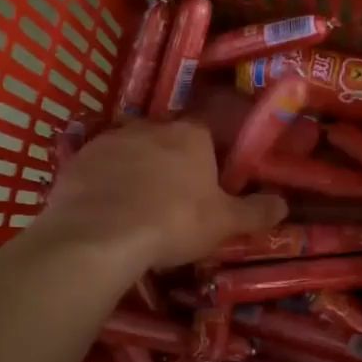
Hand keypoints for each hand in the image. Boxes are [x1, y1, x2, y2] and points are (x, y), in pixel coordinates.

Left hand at [38, 121, 287, 270]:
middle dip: (169, 164)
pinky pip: (98, 169)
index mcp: (190, 135)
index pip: (205, 134)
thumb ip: (256, 212)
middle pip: (165, 141)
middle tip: (172, 201)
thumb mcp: (224, 223)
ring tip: (136, 209)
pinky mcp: (77, 160)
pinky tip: (106, 212)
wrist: (100, 235)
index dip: (207, 160)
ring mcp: (109, 140)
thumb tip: (284, 204)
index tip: (206, 185)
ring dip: (135, 172)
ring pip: (129, 152)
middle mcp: (149, 127)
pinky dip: (104, 185)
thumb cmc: (173, 222)